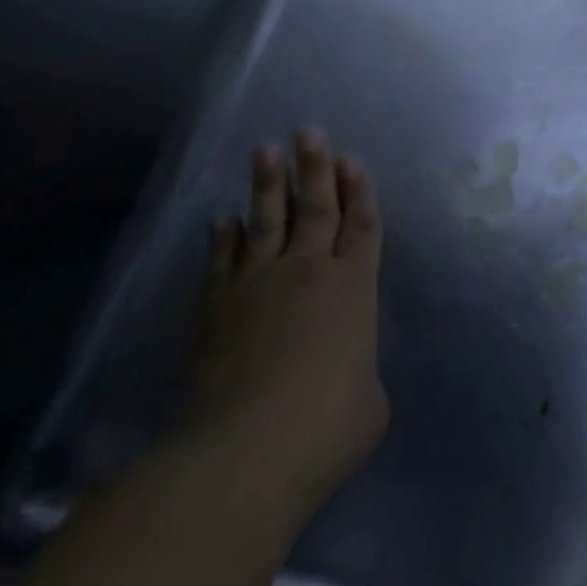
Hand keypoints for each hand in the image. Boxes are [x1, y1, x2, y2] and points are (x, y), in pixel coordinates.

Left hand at [177, 131, 388, 515]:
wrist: (243, 454)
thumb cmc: (325, 428)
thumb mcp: (370, 402)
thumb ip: (360, 371)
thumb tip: (344, 371)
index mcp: (353, 289)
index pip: (360, 227)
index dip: (359, 192)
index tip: (353, 160)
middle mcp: (307, 273)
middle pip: (314, 208)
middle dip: (315, 167)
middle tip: (308, 131)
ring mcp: (257, 286)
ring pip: (266, 221)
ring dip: (268, 184)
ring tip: (267, 150)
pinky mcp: (216, 308)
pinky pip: (222, 260)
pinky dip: (224, 237)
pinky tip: (223, 219)